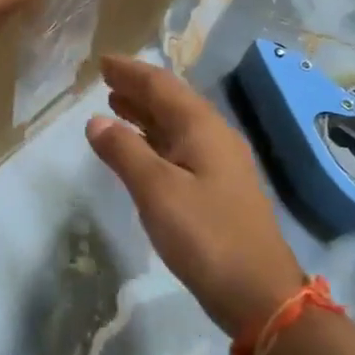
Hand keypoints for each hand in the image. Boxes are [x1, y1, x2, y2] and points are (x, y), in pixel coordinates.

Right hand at [86, 55, 304, 335]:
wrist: (259, 293)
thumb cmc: (206, 236)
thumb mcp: (157, 191)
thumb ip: (124, 152)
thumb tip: (96, 120)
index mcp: (202, 127)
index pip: (161, 85)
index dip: (131, 72)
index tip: (103, 61)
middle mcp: (213, 135)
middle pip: (171, 101)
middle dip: (138, 88)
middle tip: (105, 80)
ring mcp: (219, 162)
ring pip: (176, 125)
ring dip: (145, 113)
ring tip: (115, 105)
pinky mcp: (218, 187)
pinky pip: (180, 147)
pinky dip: (155, 139)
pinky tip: (140, 149)